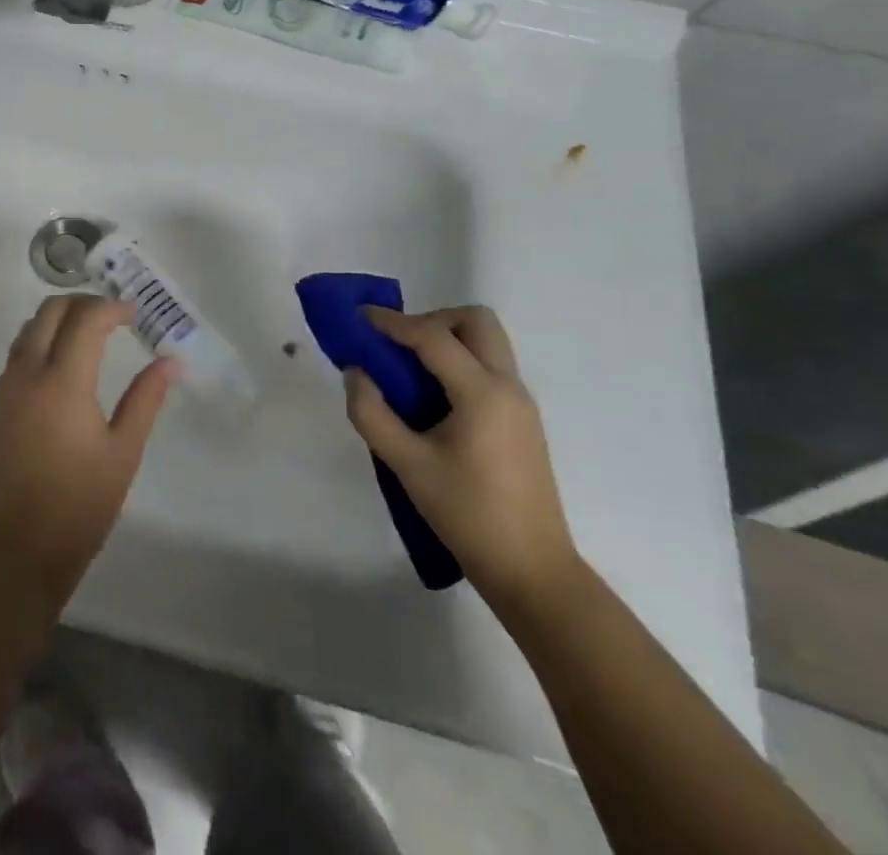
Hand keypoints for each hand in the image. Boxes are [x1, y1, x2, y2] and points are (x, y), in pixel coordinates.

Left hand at [0, 295, 174, 607]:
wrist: (21, 548)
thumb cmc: (82, 503)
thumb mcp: (124, 451)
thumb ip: (145, 399)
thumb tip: (169, 362)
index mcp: (63, 382)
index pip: (86, 319)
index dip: (112, 308)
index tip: (134, 314)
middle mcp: (28, 374)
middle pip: (49, 311)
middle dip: (82, 303)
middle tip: (112, 317)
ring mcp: (6, 388)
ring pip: (28, 328)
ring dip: (58, 319)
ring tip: (89, 334)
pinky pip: (17, 353)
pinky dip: (40, 341)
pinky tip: (62, 364)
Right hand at [344, 305, 578, 613]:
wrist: (532, 571)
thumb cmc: (468, 515)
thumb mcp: (407, 465)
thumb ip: (371, 413)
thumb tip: (355, 373)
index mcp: (482, 393)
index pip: (433, 337)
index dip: (392, 322)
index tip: (360, 316)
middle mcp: (508, 386)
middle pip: (476, 321)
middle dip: (433, 320)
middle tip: (399, 345)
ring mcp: (520, 403)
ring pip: (487, 341)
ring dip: (448, 338)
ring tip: (410, 369)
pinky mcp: (522, 420)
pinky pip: (490, 366)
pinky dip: (459, 361)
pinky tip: (434, 397)